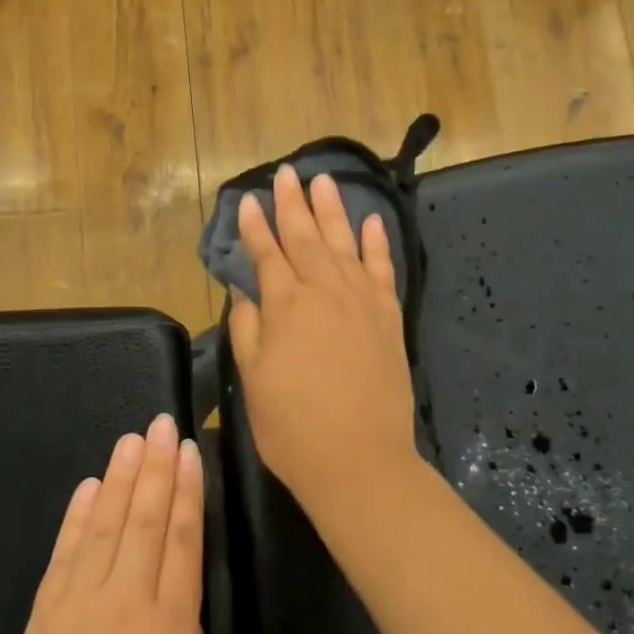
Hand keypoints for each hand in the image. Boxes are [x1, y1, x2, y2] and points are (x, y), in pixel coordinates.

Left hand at [0, 414, 213, 633]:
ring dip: (117, 479)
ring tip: (129, 441)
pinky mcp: (44, 616)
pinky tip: (87, 489)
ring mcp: (78, 603)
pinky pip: (64, 554)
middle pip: (142, 519)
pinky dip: (76, 517)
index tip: (189, 450)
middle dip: (154, 467)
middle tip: (160, 423)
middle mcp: (123, 598)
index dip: (186, 490)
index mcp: (169, 619)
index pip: (181, 537)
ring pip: (102, 525)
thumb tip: (175, 595)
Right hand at [227, 166, 420, 514]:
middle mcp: (324, 292)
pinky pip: (383, 270)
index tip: (246, 200)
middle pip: (306, 238)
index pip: (266, 254)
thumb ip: (247, 329)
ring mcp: (361, 302)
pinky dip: (377, 244)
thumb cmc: (292, 426)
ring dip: (333, 211)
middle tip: (286, 173)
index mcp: (285, 307)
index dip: (254, 227)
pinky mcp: (388, 318)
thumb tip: (245, 291)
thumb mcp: (253, 380)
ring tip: (324, 181)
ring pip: (344, 244)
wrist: (358, 460)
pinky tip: (372, 222)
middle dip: (292, 204)